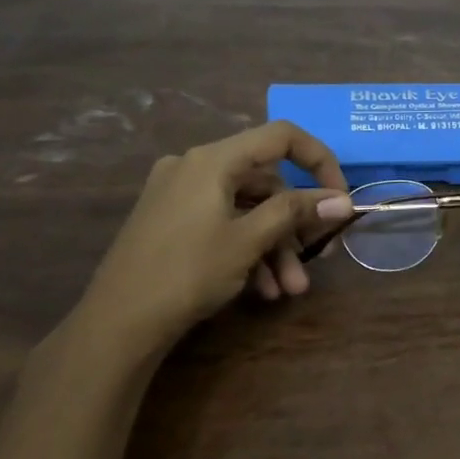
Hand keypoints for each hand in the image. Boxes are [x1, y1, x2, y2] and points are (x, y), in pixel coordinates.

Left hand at [77, 122, 351, 349]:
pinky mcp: (170, 221)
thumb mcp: (248, 240)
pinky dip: (246, 250)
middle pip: (264, 182)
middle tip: (317, 261)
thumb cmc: (187, 272)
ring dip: (274, 247)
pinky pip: (222, 224)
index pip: (281, 137)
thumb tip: (342, 200)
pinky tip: (261, 290)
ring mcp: (179, 194)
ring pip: (245, 210)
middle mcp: (194, 166)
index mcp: (212, 159)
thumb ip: (295, 213)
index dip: (319, 161)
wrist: (117, 322)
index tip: (339, 198)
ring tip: (289, 290)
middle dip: (294, 225)